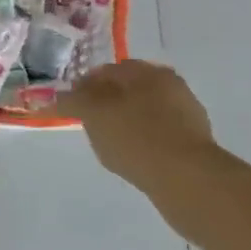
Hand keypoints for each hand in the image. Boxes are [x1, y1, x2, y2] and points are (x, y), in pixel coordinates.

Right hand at [66, 59, 215, 193]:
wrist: (188, 179)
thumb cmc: (135, 137)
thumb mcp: (93, 114)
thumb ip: (73, 101)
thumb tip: (57, 96)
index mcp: (146, 71)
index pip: (106, 71)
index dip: (84, 86)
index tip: (71, 105)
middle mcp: (169, 85)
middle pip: (128, 89)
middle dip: (107, 102)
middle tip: (89, 123)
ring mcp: (185, 113)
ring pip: (144, 111)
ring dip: (126, 121)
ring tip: (110, 143)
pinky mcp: (193, 141)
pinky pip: (158, 134)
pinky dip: (143, 140)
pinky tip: (134, 156)